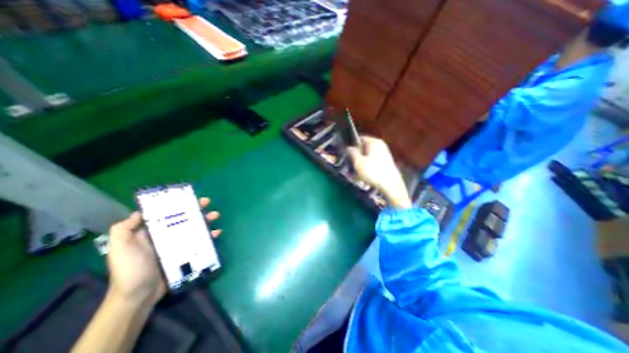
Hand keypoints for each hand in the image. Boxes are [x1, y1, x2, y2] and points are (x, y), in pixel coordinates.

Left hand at [110, 198, 220, 304]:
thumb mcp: (120, 248)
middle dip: (196, 209)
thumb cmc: (130, 270)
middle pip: (184, 218)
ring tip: (215, 216)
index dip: (178, 204)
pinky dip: (209, 236)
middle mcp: (166, 235)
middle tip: (207, 203)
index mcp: (152, 231)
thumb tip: (139, 212)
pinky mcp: (187, 253)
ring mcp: (178, 244)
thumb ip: (124, 229)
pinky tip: (216, 233)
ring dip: (206, 220)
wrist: (139, 295)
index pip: (167, 213)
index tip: (189, 197)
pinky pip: (200, 241)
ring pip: (195, 228)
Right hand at [344, 137, 413, 209]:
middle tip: (351, 164)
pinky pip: (373, 163)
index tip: (346, 154)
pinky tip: (365, 176)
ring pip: (368, 156)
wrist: (391, 186)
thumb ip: (352, 153)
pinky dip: (368, 168)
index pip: (359, 138)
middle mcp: (381, 146)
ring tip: (357, 173)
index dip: (352, 145)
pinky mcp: (386, 163)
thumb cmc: (373, 172)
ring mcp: (385, 154)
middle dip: (357, 156)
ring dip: (361, 163)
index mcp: (374, 142)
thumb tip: (349, 148)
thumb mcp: (358, 162)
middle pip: (364, 148)